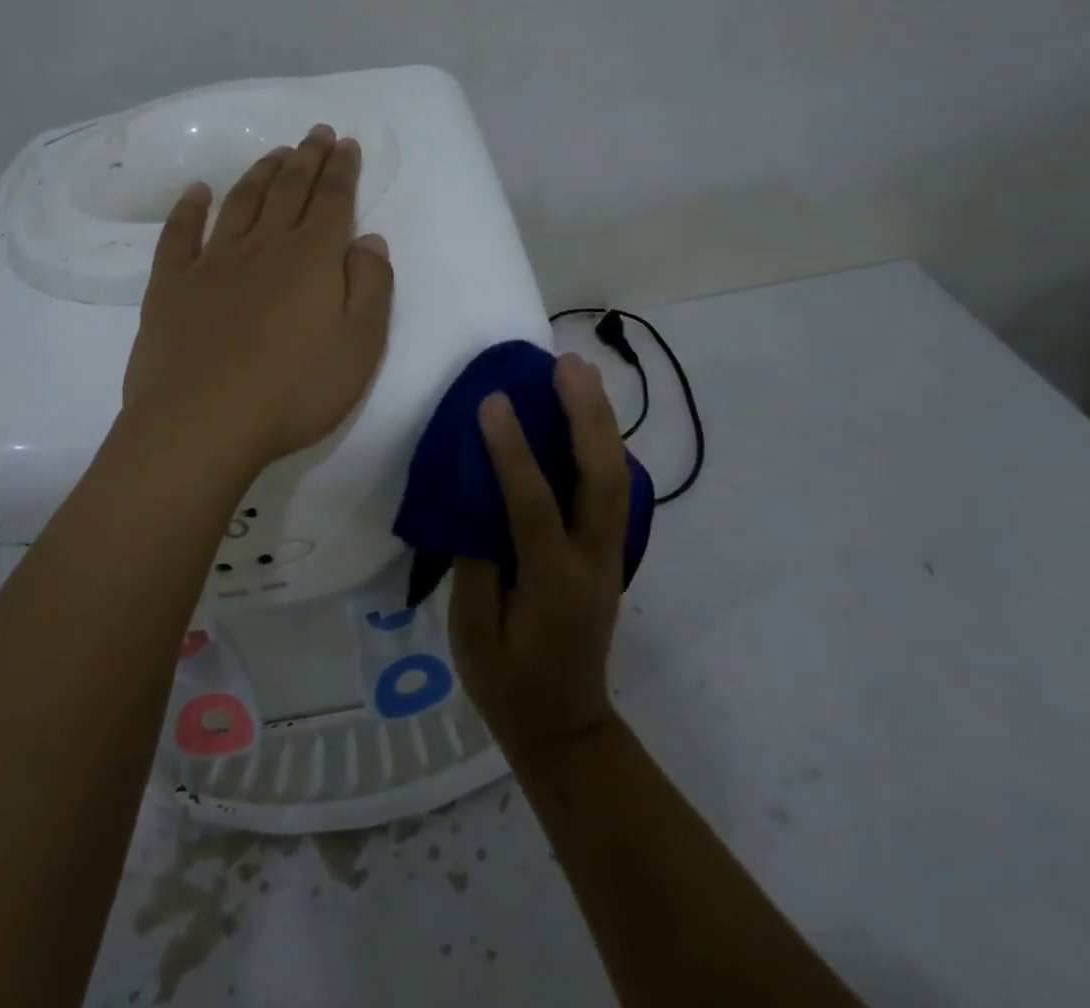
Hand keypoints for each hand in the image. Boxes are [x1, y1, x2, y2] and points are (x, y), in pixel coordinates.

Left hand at [121, 124, 394, 476]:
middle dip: (306, 158)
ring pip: (240, 203)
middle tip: (314, 132)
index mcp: (312, 258)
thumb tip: (369, 239)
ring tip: (275, 154)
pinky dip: (188, 207)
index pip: (332, 200)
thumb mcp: (361, 344)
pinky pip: (179, 234)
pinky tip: (197, 191)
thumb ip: (372, 285)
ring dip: (260, 173)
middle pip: (288, 190)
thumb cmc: (294, 390)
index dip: (341, 169)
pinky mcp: (171, 285)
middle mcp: (263, 246)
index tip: (344, 142)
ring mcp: (212, 262)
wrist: (202, 424)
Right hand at [449, 354, 630, 763]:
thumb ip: (476, 558)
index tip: (493, 402)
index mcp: (552, 584)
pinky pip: (612, 486)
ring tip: (582, 371)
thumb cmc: (507, 682)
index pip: (534, 507)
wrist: (566, 724)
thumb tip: (478, 493)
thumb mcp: (473, 632)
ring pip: (617, 476)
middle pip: (602, 478)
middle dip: (586, 416)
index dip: (513, 452)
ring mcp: (610, 554)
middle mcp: (593, 561)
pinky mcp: (611, 550)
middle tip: (566, 365)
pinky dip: (603, 442)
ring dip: (602, 419)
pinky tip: (589, 412)